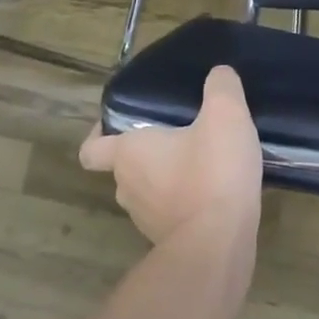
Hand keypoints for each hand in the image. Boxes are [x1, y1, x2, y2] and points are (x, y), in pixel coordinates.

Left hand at [80, 66, 263, 245]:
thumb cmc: (212, 172)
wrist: (219, 245)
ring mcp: (146, 219)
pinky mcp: (169, 241)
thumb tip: (219, 73)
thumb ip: (221, 87)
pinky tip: (217, 189)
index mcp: (128, 154)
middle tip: (181, 132)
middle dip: (150, 151)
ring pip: (150, 190)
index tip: (119, 122)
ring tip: (205, 160)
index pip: (92, 148)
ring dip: (170, 177)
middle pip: (126, 166)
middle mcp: (127, 187)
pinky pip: (172, 212)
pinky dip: (187, 202)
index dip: (98, 134)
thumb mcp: (226, 115)